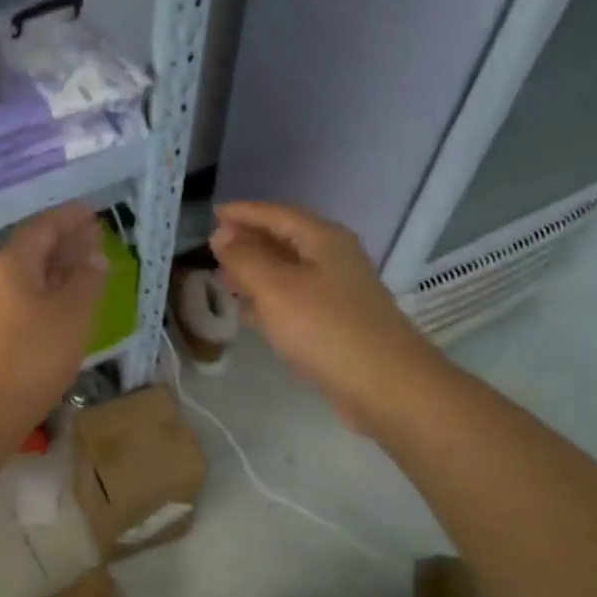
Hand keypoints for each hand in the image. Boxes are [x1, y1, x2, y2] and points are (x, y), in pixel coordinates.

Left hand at [0, 204, 107, 432]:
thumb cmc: (33, 356)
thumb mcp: (71, 314)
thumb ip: (86, 280)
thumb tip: (94, 258)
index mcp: (12, 262)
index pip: (43, 226)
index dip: (69, 217)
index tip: (93, 213)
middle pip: (33, 249)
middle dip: (65, 241)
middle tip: (95, 238)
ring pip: (29, 275)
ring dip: (58, 268)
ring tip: (87, 269)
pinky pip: (24, 297)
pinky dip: (48, 292)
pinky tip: (65, 304)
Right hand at [210, 201, 440, 432]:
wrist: (383, 383)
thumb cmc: (324, 328)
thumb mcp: (275, 288)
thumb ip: (244, 259)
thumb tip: (221, 236)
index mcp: (323, 239)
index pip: (277, 214)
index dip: (244, 212)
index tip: (213, 213)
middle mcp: (334, 258)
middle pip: (286, 239)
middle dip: (249, 241)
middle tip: (214, 247)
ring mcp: (338, 291)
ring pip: (289, 270)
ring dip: (256, 271)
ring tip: (224, 278)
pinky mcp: (336, 322)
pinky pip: (294, 298)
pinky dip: (269, 298)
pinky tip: (250, 312)